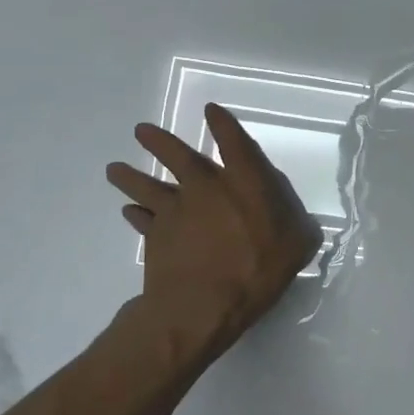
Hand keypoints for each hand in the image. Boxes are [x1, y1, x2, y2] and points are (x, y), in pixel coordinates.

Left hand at [106, 103, 321, 356]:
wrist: (202, 305)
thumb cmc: (257, 270)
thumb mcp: (297, 245)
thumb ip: (298, 226)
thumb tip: (299, 221)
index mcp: (244, 182)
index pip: (233, 142)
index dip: (223, 123)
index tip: (210, 110)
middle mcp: (206, 187)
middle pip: (178, 156)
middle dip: (159, 141)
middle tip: (140, 130)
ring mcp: (175, 211)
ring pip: (146, 186)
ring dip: (129, 176)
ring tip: (114, 168)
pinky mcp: (155, 236)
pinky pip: (140, 220)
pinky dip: (134, 215)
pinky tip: (128, 211)